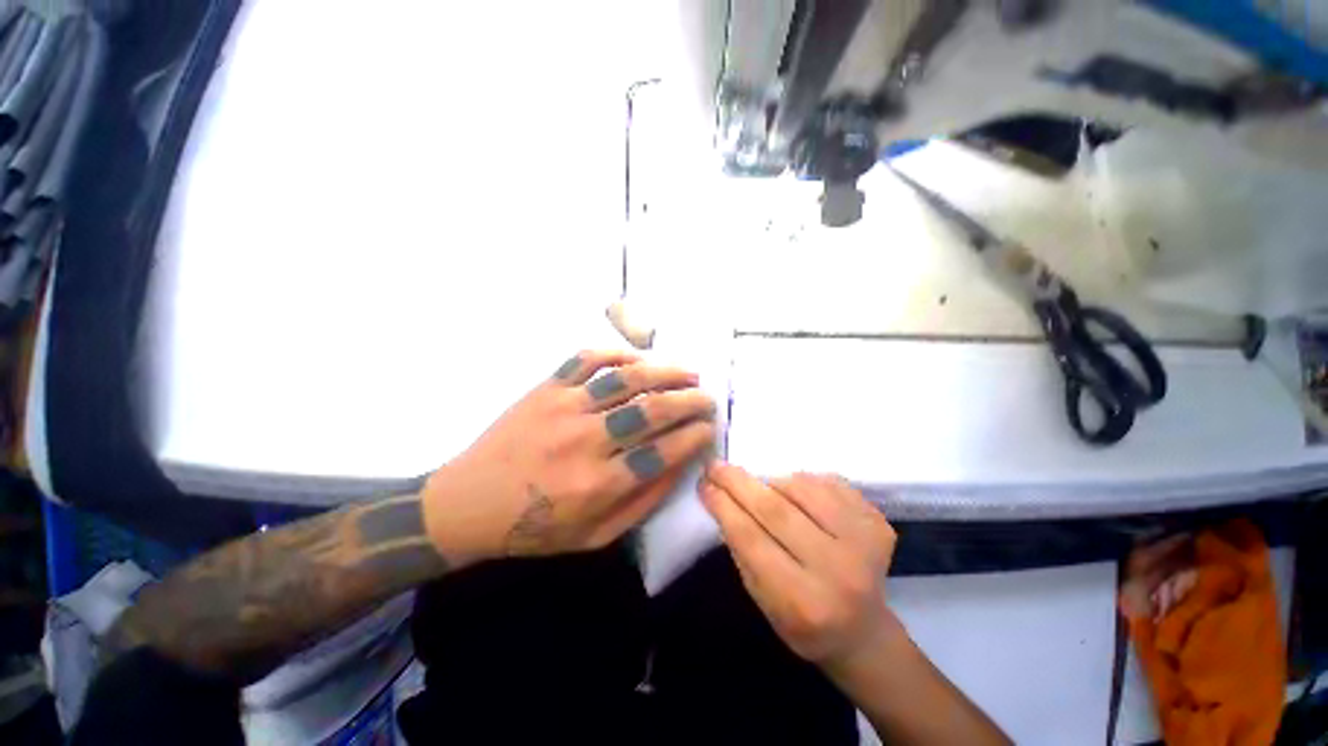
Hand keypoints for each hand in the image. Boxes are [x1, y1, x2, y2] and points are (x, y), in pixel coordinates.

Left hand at [422, 350, 715, 564]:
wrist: (467, 503)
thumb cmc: (534, 528)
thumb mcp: (594, 536)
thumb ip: (642, 502)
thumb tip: (680, 464)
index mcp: (597, 485)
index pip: (663, 453)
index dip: (694, 437)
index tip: (709, 428)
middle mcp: (584, 441)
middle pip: (651, 410)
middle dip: (690, 401)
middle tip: (708, 398)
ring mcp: (563, 407)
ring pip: (625, 379)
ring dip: (664, 372)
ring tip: (688, 373)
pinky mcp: (545, 388)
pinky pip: (587, 359)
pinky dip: (618, 353)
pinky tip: (638, 359)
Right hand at [701, 464, 896, 669]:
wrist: (863, 632)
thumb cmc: (802, 622)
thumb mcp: (762, 599)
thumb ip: (742, 550)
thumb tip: (721, 497)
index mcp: (804, 603)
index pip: (752, 539)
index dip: (724, 506)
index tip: (704, 483)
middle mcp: (838, 572)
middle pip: (776, 510)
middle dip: (739, 483)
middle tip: (717, 466)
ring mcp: (864, 543)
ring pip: (802, 488)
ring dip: (772, 481)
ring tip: (761, 488)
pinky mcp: (877, 523)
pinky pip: (828, 483)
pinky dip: (802, 481)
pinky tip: (795, 494)